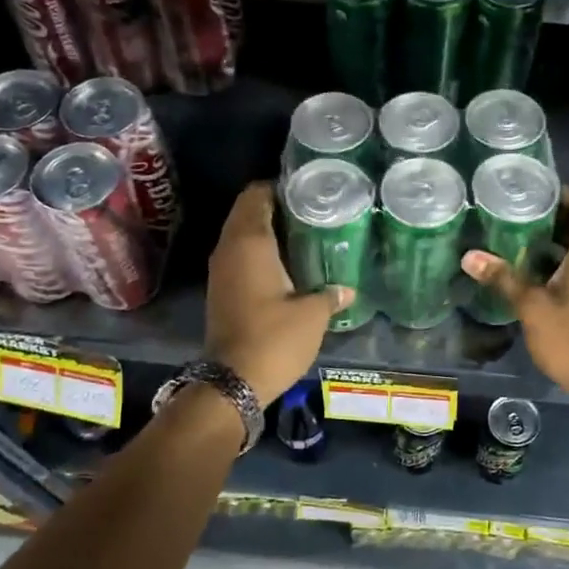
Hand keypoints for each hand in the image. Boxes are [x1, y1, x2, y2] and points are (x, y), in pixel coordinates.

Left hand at [205, 182, 351, 403]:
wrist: (232, 381)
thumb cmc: (274, 338)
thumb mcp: (312, 315)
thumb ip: (330, 295)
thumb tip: (347, 289)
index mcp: (249, 242)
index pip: (256, 195)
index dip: (279, 187)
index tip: (307, 190)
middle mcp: (229, 249)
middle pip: (247, 212)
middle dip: (276, 206)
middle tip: (311, 210)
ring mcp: (220, 270)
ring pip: (241, 234)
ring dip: (266, 230)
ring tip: (303, 233)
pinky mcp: (221, 290)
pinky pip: (239, 256)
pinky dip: (259, 251)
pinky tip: (287, 263)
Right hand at [462, 189, 568, 413]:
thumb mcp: (531, 306)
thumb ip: (502, 277)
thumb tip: (468, 256)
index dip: (561, 193)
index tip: (531, 197)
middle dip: (553, 215)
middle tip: (516, 216)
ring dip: (559, 238)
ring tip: (520, 239)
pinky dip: (568, 256)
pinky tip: (537, 267)